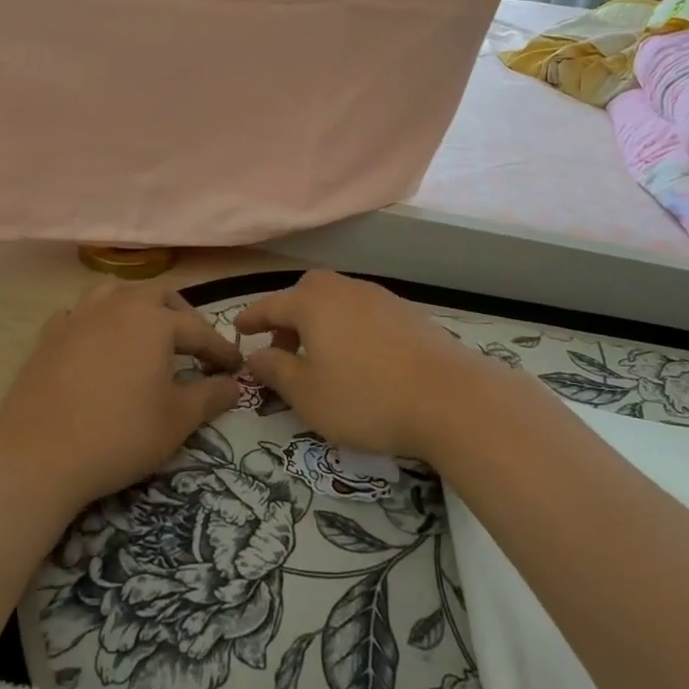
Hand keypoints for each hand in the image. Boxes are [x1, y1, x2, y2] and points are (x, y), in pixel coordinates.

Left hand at [0, 281, 243, 507]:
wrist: (37, 456)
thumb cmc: (119, 435)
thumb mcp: (176, 421)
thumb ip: (210, 396)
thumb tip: (234, 385)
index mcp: (154, 321)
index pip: (198, 330)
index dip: (220, 349)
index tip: (235, 367)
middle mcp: (118, 306)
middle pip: (158, 296)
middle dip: (181, 315)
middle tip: (193, 344)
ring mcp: (79, 316)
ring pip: (115, 292)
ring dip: (137, 306)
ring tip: (145, 332)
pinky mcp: (49, 335)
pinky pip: (80, 314)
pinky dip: (96, 322)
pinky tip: (97, 344)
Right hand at [234, 271, 500, 460]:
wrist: (449, 397)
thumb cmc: (366, 398)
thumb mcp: (308, 395)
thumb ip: (276, 371)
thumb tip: (256, 356)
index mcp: (313, 304)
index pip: (271, 305)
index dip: (252, 318)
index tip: (238, 328)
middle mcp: (344, 290)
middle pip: (307, 292)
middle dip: (289, 315)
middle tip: (283, 348)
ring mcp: (379, 297)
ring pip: (338, 300)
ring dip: (321, 321)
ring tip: (321, 357)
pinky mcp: (407, 313)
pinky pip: (364, 312)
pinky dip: (350, 327)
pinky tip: (360, 358)